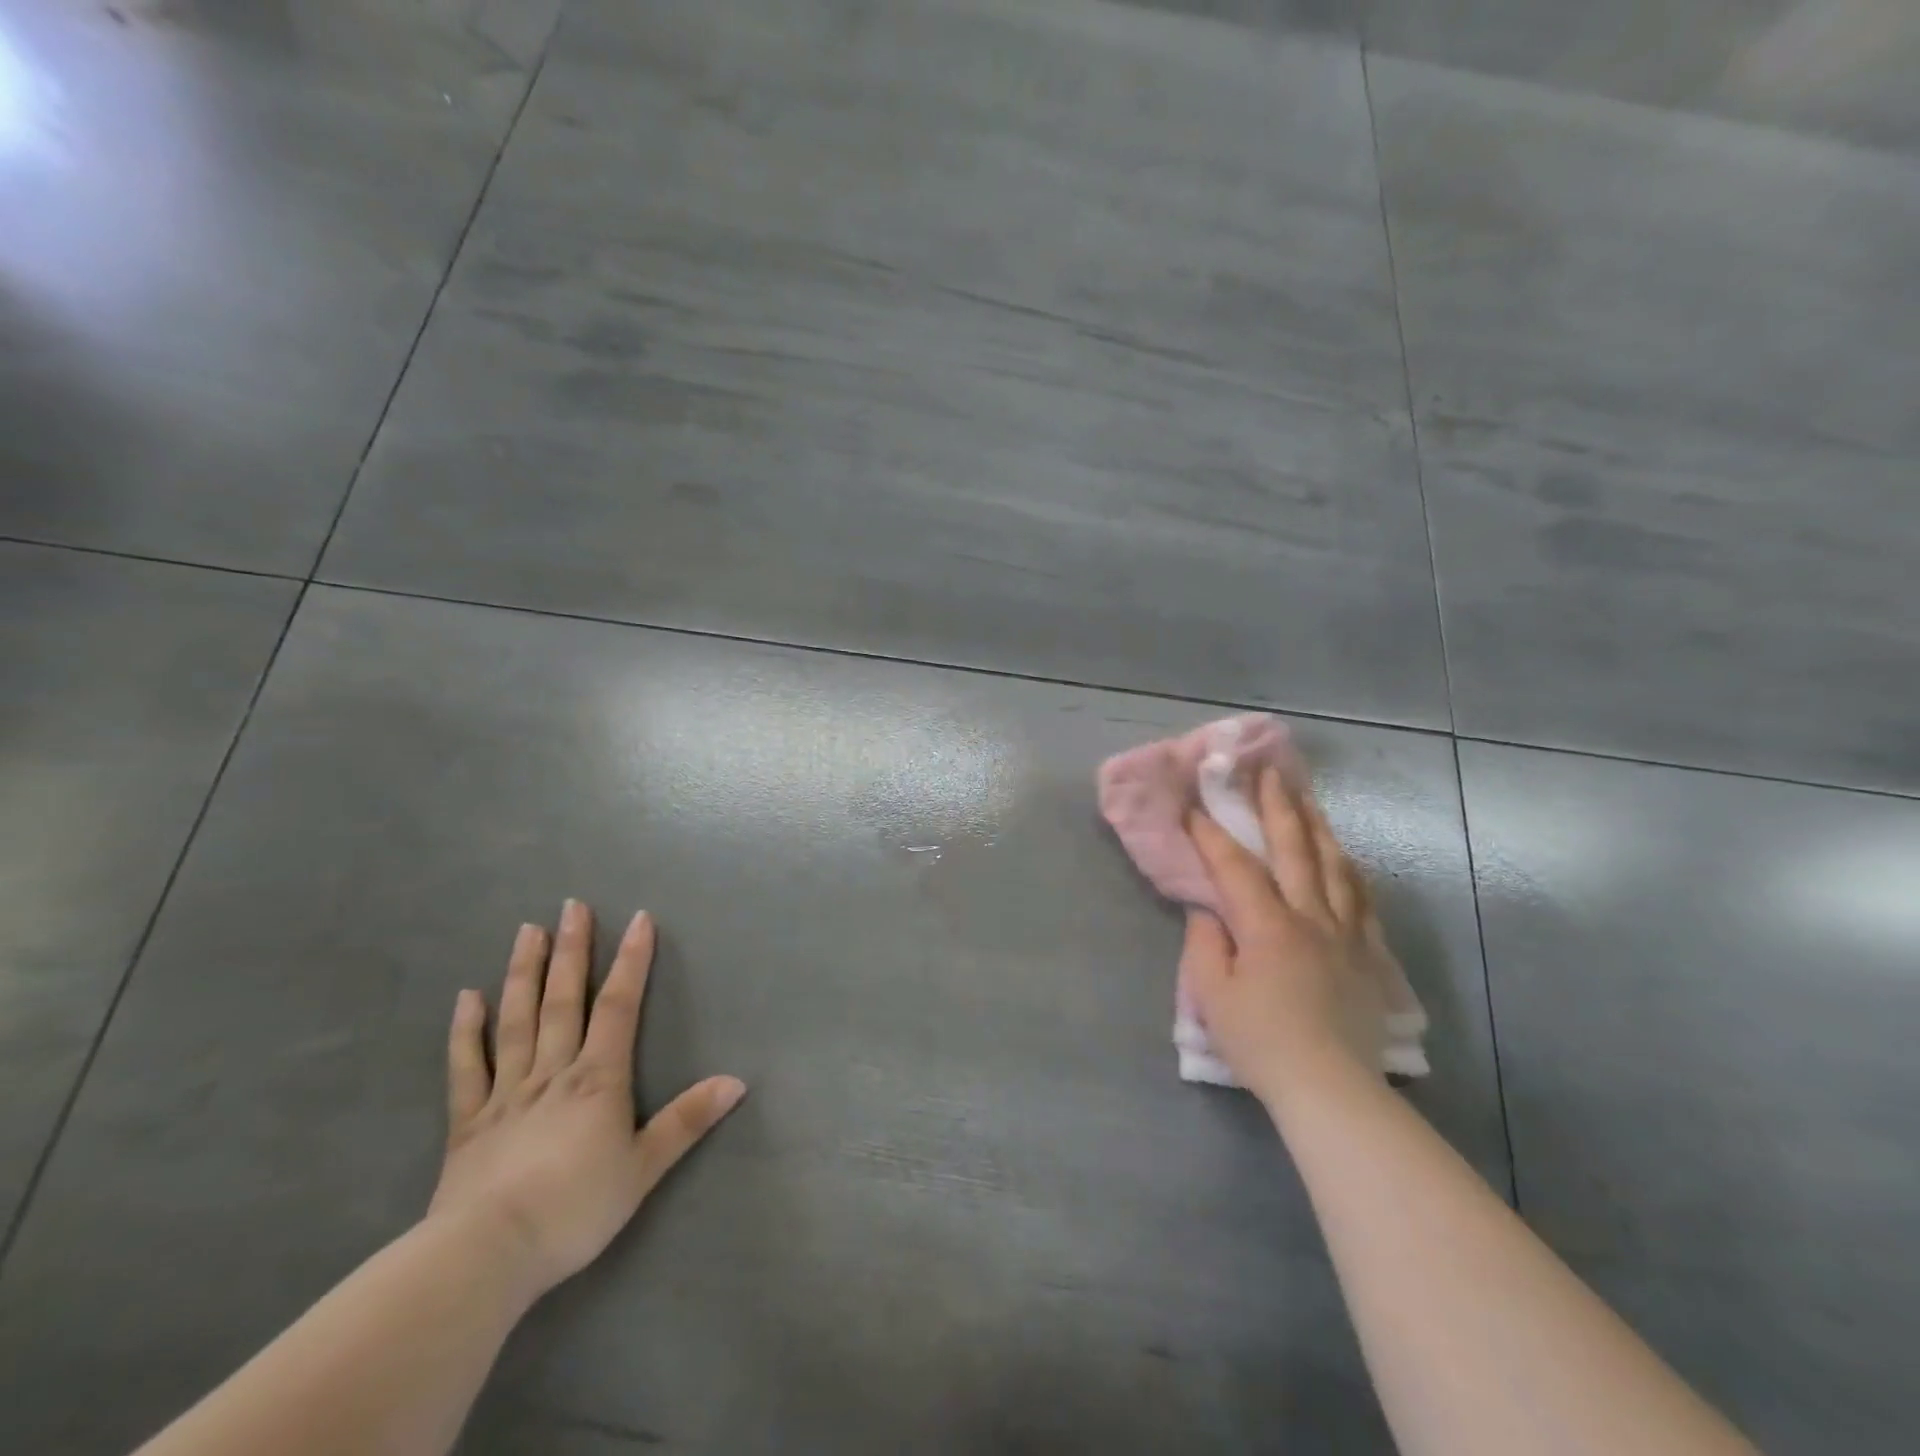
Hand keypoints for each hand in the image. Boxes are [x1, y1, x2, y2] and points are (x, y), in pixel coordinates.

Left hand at [427, 900, 745, 1299]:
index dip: (631, 960)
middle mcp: (553, 1071)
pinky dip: (466, 1030)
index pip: (619, 1005)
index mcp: (598, 1078)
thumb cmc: (576, 1209)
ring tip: (527, 930)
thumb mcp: (644, 1167)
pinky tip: (467, 996)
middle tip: (571, 905)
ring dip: (523, 972)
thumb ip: (688, 1120)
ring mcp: (506, 1092)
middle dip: (571, 950)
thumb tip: (738, 1081)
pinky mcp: (468, 1120)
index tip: (638, 919)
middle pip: (563, 999)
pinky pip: (467, 1066)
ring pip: (517, 1019)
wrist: (487, 1255)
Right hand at [1181, 769, 1389, 1109]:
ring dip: (1317, 827)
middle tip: (1269, 772)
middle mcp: (1310, 917)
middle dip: (1277, 807)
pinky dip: (1350, 871)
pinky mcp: (1367, 955)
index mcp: (1267, 925)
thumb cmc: (1261, 1041)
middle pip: (1295, 850)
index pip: (1235, 867)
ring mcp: (1345, 934)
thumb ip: (1206, 944)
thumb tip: (1209, 910)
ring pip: (1334, 867)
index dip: (1211, 835)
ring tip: (1308, 798)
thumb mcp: (1212, 995)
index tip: (1193, 807)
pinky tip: (1345, 858)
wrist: (1330, 1088)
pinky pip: (1362, 900)